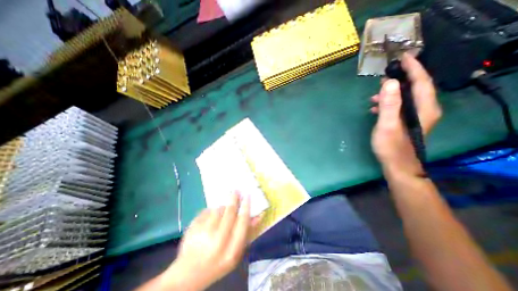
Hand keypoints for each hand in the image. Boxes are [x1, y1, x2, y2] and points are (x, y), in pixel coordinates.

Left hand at [162, 192, 258, 288]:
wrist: (189, 274)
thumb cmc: (218, 263)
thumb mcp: (236, 253)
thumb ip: (247, 233)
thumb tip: (258, 215)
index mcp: (231, 250)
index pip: (242, 222)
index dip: (246, 207)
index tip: (248, 195)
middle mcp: (217, 242)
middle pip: (229, 212)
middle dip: (234, 198)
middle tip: (236, 190)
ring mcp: (202, 235)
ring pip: (217, 209)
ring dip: (222, 206)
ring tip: (222, 210)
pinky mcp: (192, 228)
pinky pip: (206, 211)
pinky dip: (211, 211)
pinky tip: (210, 218)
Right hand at [370, 54, 442, 177]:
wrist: (398, 165)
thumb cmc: (392, 146)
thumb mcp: (388, 125)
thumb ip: (390, 104)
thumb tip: (389, 82)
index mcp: (424, 108)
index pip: (421, 81)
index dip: (413, 67)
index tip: (403, 57)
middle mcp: (424, 110)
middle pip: (415, 88)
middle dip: (400, 79)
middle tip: (384, 75)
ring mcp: (416, 117)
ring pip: (405, 98)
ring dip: (391, 94)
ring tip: (374, 95)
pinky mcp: (407, 122)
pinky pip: (399, 107)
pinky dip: (388, 104)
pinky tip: (375, 108)